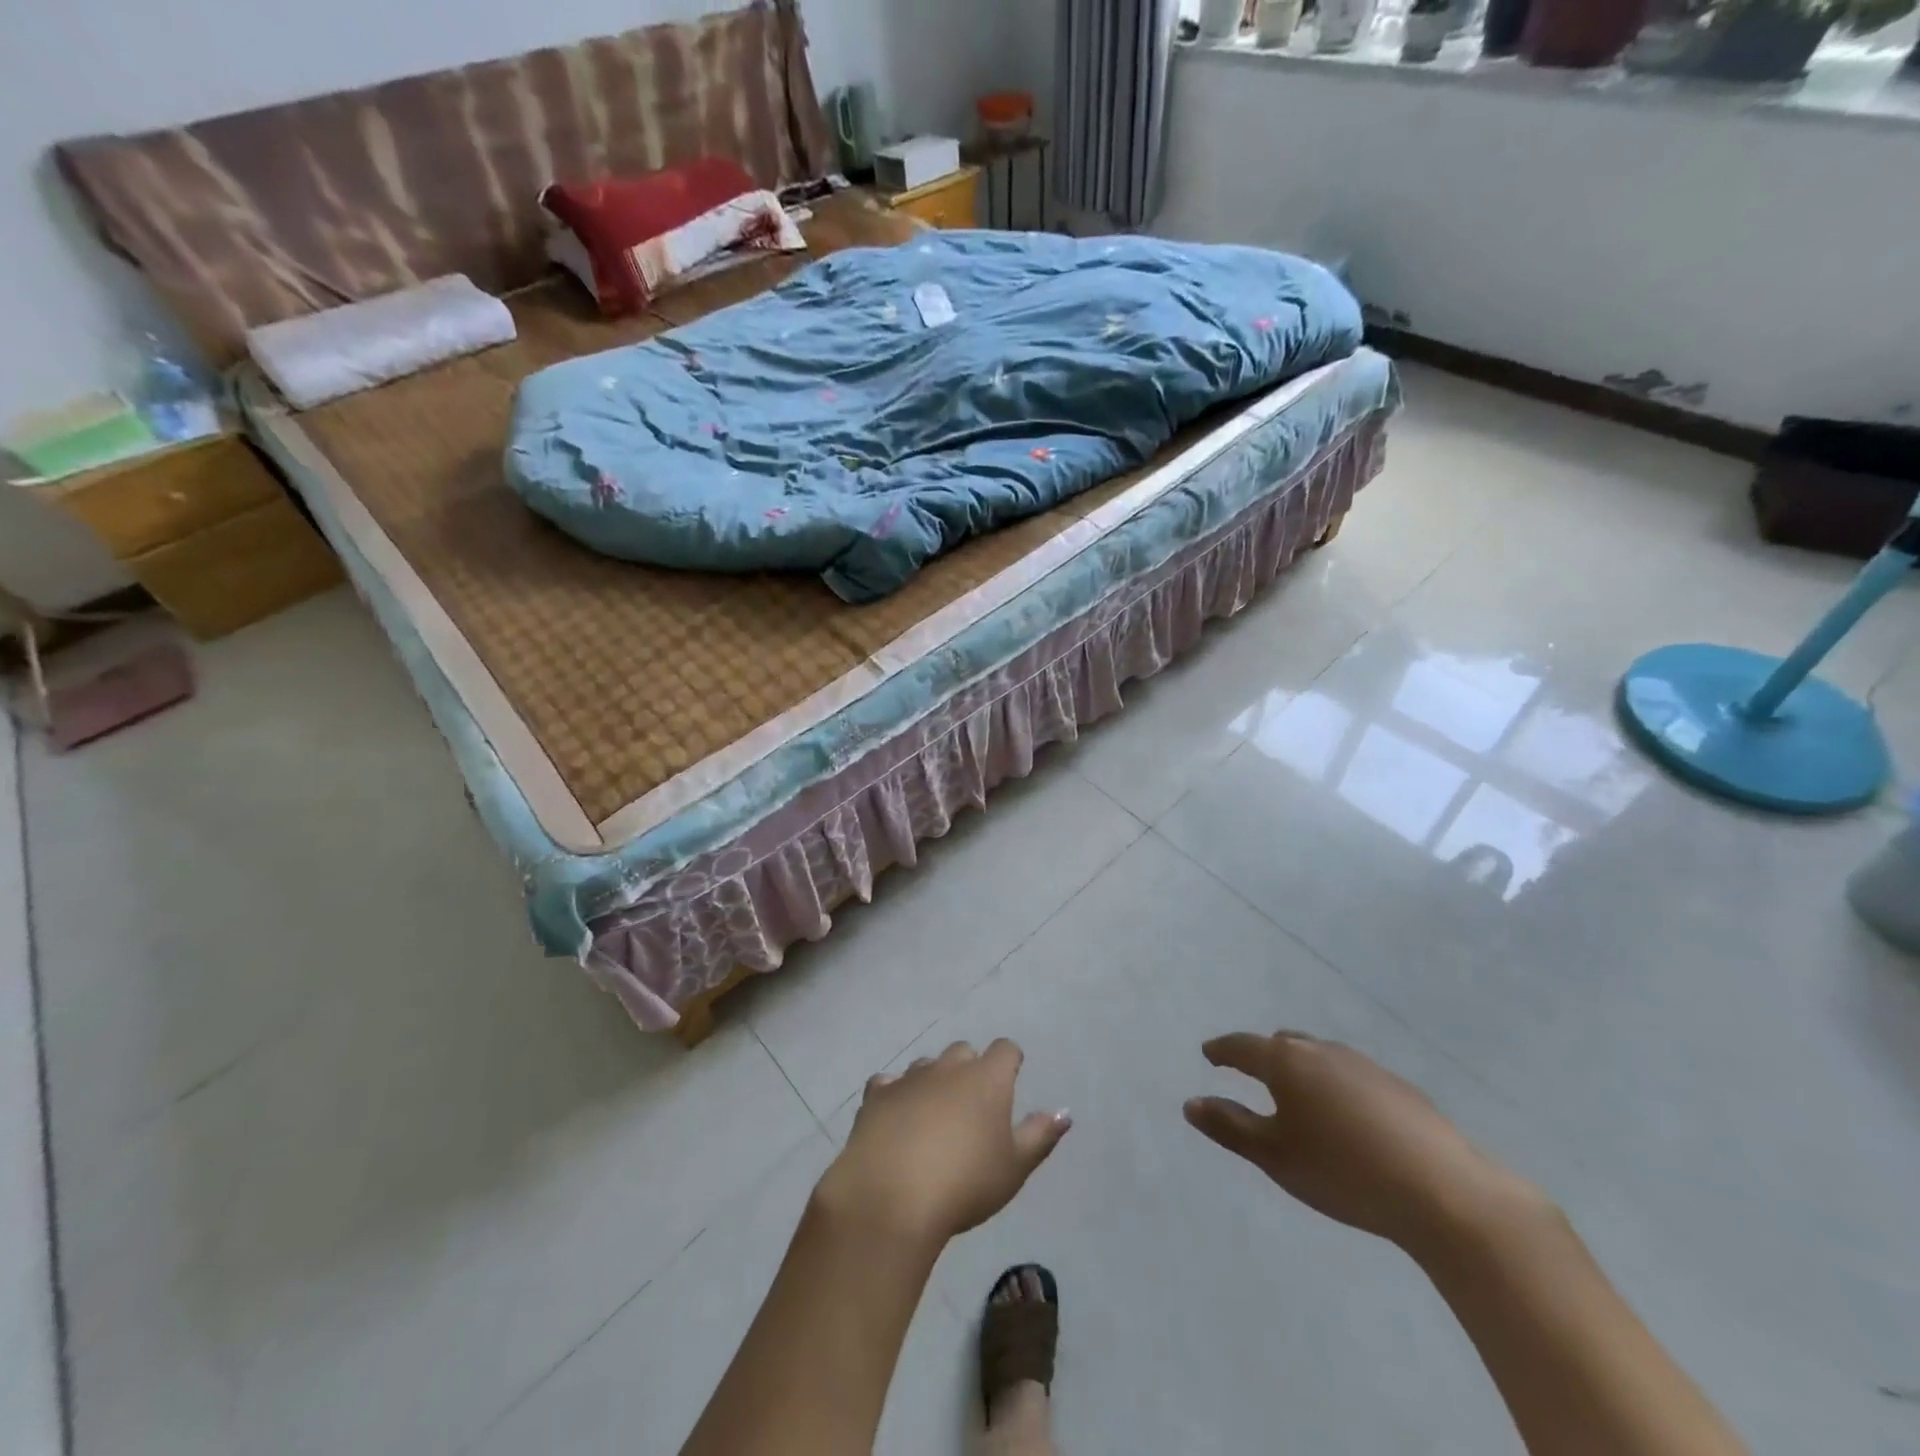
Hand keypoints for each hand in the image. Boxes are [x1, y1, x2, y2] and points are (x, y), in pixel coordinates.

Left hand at [814, 1040, 1070, 1249]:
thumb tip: (1063, 1112)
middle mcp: (949, 1067)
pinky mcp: (876, 1095)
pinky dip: (894, 1094)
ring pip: (926, 1065)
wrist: (892, 1197)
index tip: (1011, 1078)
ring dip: (933, 1081)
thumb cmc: (965, 1184)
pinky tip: (894, 1118)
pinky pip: (888, 1083)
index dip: (1009, 1061)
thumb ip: (1040, 1136)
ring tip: (933, 1116)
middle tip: (971, 1105)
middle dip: (969, 1069)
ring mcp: (909, 1078)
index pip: (1005, 1049)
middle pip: (963, 1051)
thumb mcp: (1014, 1168)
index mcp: (987, 1079)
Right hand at [1184, 1031, 1538, 1254]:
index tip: (1209, 1054)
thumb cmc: (1344, 1172)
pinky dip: (1336, 1086)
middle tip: (1252, 1073)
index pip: (1242, 1046)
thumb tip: (1191, 1103)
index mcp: (1287, 1062)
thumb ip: (1230, 1127)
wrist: (1445, 1193)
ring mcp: (1365, 1065)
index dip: (1222, 1050)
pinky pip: (1352, 1075)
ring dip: (1302, 1069)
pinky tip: (1348, 1119)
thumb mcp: (1276, 1156)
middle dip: (1263, 1055)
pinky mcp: (1400, 1088)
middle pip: (1283, 1044)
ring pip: (1320, 1056)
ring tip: (1299, 1097)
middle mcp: (1322, 1051)